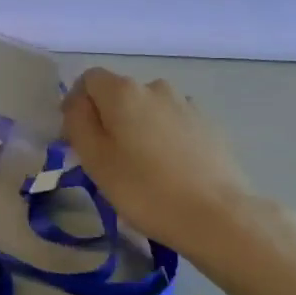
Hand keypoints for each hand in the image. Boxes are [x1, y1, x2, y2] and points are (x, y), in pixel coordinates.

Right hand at [63, 70, 285, 266]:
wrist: (217, 216)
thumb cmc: (144, 189)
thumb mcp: (94, 159)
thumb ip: (78, 121)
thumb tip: (78, 102)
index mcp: (123, 91)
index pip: (89, 79)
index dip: (78, 104)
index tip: (78, 138)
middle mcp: (155, 87)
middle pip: (120, 93)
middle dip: (109, 118)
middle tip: (108, 159)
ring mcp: (187, 104)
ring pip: (149, 109)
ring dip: (139, 127)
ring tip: (143, 167)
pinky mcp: (209, 125)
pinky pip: (174, 123)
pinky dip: (165, 138)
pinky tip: (171, 170)